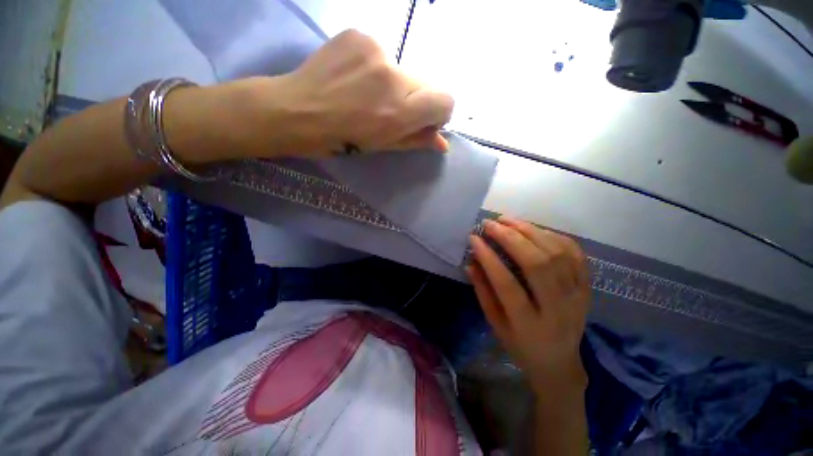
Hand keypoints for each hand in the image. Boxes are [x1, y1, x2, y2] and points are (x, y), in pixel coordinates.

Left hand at [229, 29, 453, 158]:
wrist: (296, 111)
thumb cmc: (341, 139)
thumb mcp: (382, 146)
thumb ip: (416, 140)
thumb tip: (443, 143)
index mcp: (399, 111)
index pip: (445, 100)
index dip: (439, 112)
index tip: (424, 119)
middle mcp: (392, 75)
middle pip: (425, 82)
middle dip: (414, 98)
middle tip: (388, 109)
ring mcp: (375, 49)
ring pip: (403, 68)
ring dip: (393, 83)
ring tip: (366, 94)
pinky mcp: (359, 34)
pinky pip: (382, 53)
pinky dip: (376, 68)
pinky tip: (355, 78)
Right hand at [467, 216, 590, 393]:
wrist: (560, 363)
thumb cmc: (521, 346)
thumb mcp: (495, 325)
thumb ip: (483, 292)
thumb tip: (471, 262)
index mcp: (530, 325)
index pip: (507, 284)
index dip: (488, 257)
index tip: (474, 238)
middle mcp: (558, 309)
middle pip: (537, 264)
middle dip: (510, 238)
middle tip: (490, 224)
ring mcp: (578, 296)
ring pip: (557, 254)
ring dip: (530, 231)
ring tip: (507, 221)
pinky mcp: (587, 287)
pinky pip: (574, 253)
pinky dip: (553, 235)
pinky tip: (533, 229)